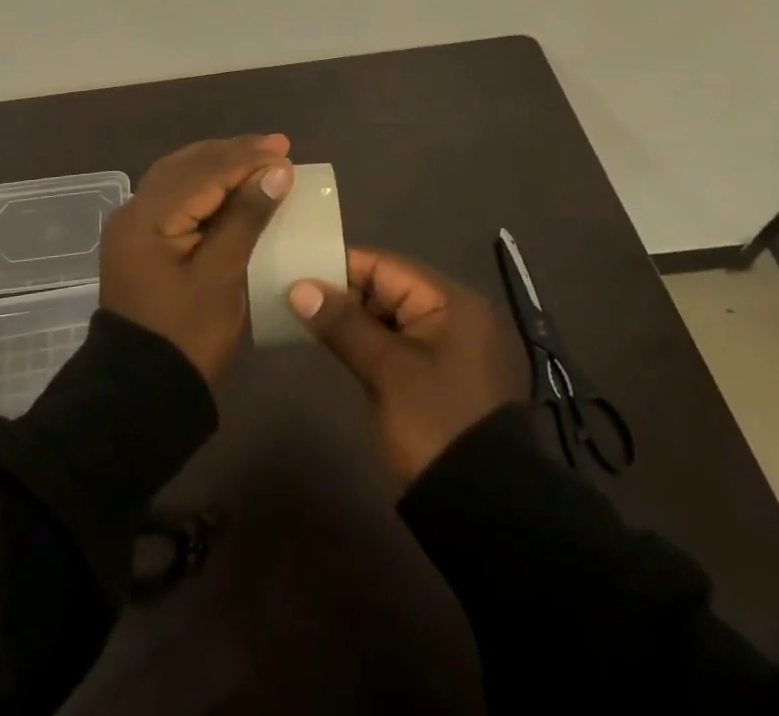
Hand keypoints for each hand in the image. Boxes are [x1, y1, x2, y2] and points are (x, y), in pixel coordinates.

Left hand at [100, 135, 295, 381]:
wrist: (138, 392)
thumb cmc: (186, 335)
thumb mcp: (221, 276)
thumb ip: (246, 217)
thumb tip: (277, 171)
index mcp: (149, 217)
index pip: (205, 173)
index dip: (247, 159)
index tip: (285, 150)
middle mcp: (134, 210)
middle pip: (188, 166)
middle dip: (232, 153)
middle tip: (276, 146)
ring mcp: (132, 225)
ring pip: (178, 176)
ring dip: (216, 163)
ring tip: (256, 156)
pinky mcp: (139, 240)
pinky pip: (172, 196)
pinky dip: (202, 184)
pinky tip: (226, 185)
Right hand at [287, 248, 526, 485]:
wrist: (484, 511)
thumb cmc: (435, 424)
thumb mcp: (386, 370)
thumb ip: (343, 323)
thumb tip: (299, 287)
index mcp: (451, 302)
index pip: (386, 266)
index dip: (340, 267)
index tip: (296, 272)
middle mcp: (454, 316)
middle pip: (388, 289)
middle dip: (343, 293)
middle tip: (294, 297)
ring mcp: (449, 349)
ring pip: (390, 318)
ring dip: (352, 320)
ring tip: (305, 319)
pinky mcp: (439, 378)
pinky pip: (397, 345)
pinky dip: (368, 343)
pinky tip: (335, 346)